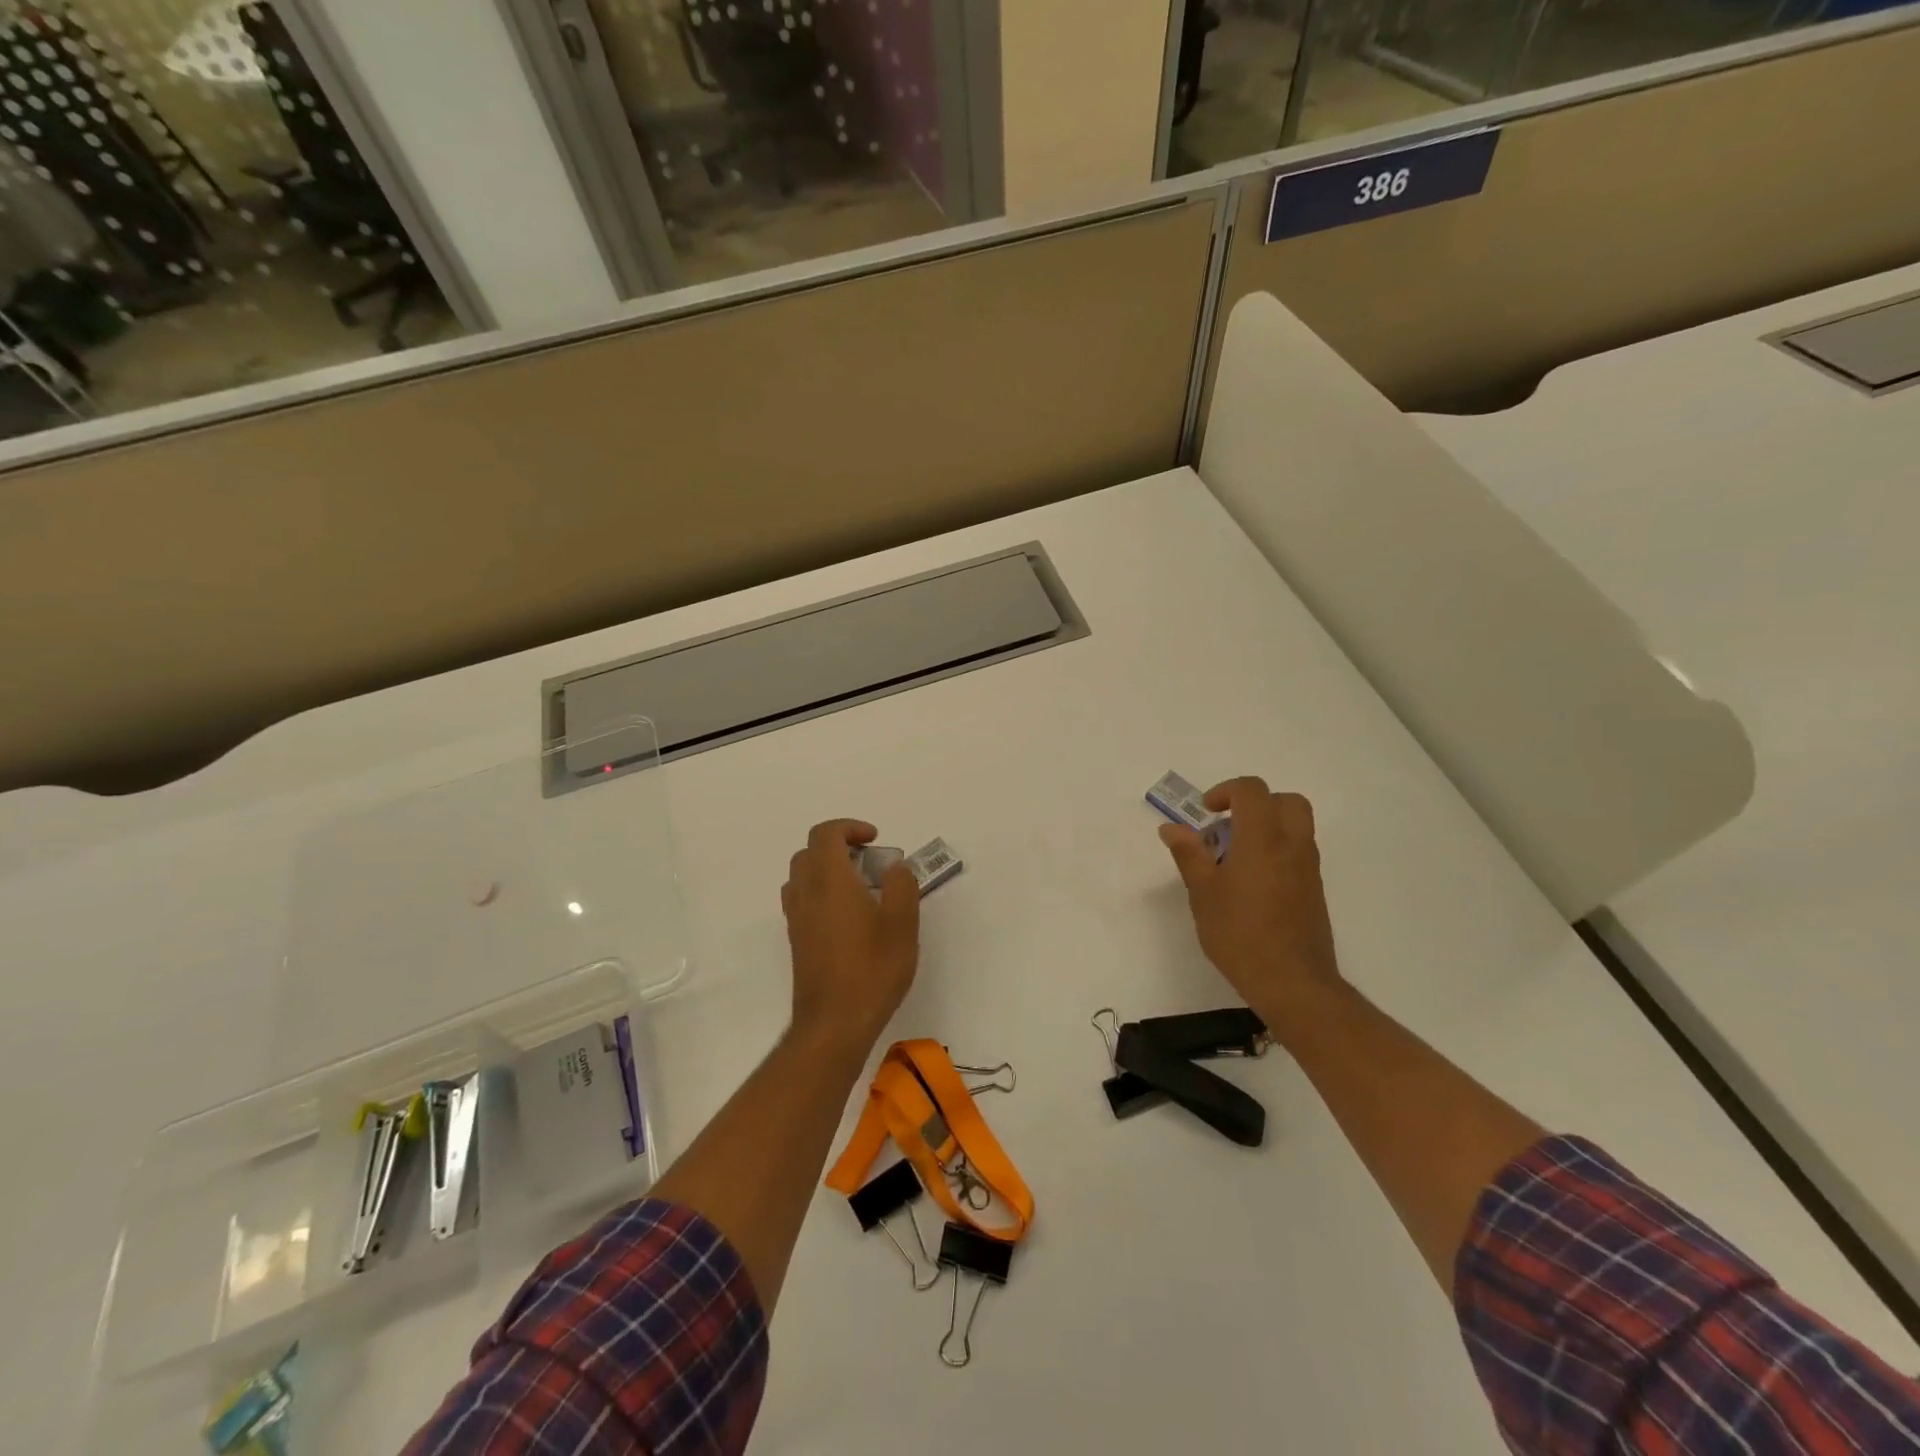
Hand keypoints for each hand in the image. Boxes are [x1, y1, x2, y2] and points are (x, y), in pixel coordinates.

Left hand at [781, 818, 919, 1053]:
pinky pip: (802, 899)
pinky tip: (848, 916)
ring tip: (860, 887)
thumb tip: (895, 867)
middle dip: (839, 847)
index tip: (875, 840)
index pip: (825, 834)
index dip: (849, 827)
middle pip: (810, 852)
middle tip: (870, 862)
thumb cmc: (872, 969)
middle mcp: (806, 892)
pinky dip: (820, 892)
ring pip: (802, 876)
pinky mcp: (796, 940)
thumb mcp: (902, 923)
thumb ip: (902, 885)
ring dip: (827, 869)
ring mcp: (796, 918)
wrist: (834, 1023)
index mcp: (830, 880)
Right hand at [1160, 778, 1345, 1045]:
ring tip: (1234, 859)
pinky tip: (1251, 884)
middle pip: (1285, 801)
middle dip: (1255, 804)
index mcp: (1262, 839)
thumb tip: (1172, 827)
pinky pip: (1298, 852)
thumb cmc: (1240, 935)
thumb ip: (1189, 854)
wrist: (1293, 983)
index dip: (1225, 791)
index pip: (1252, 790)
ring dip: (1266, 827)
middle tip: (1227, 828)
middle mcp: (1292, 845)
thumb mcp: (1203, 894)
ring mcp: (1308, 868)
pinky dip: (1276, 850)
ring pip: (1295, 826)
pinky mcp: (1314, 890)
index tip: (1205, 814)